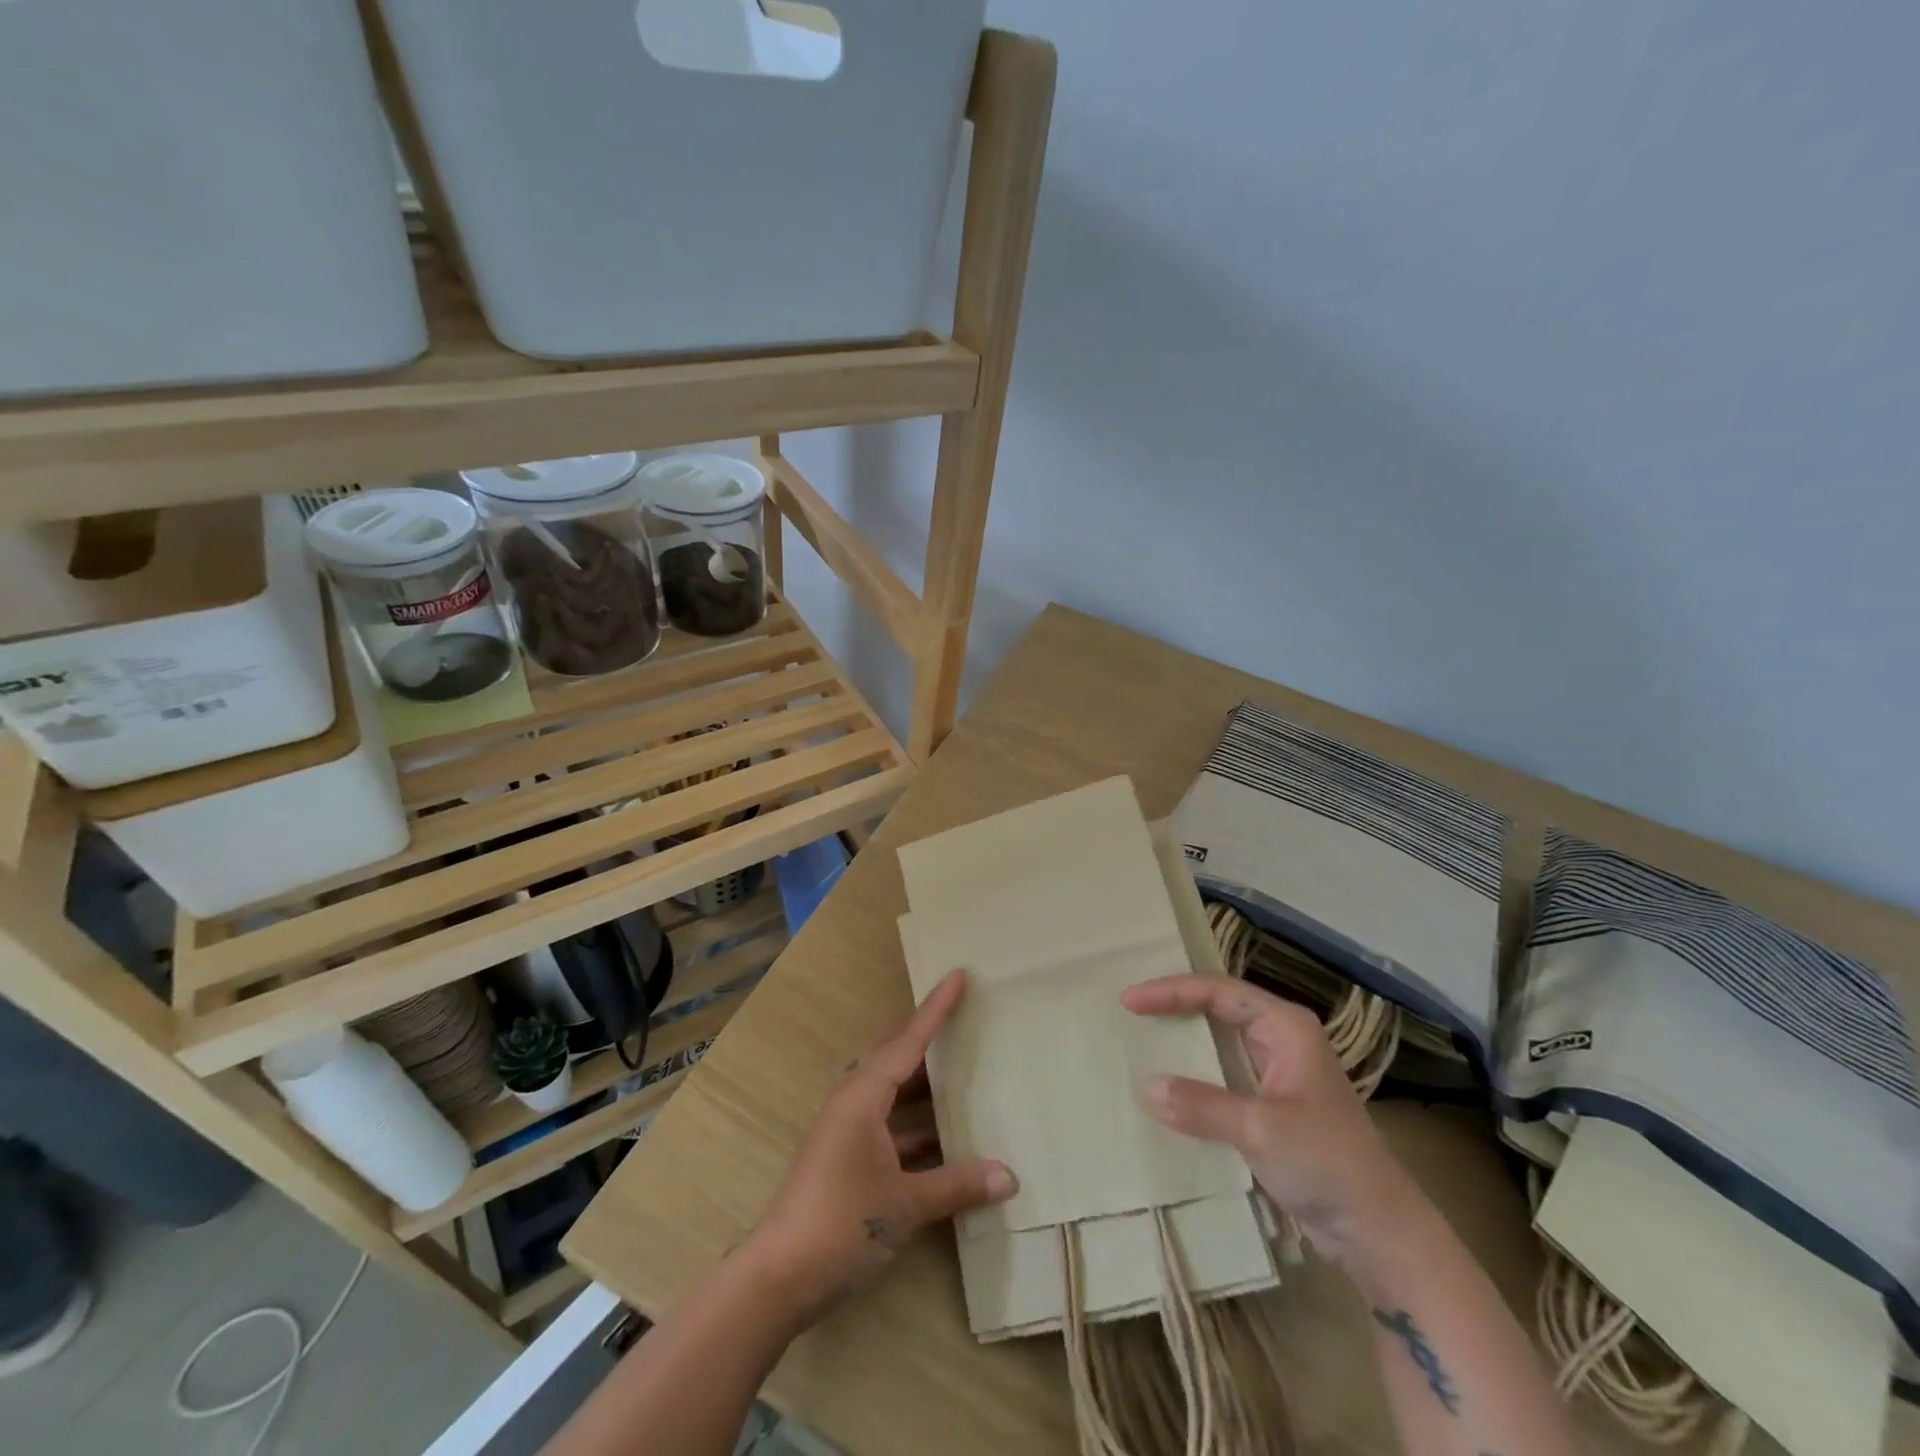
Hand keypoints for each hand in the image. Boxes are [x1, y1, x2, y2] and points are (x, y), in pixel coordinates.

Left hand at [742, 969, 1016, 1325]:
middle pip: (893, 1056)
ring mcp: (846, 1133)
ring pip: (891, 1092)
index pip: (908, 1041)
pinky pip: (889, 1126)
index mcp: (863, 1097)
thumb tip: (1009, 1177)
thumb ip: (957, 1186)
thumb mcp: (905, 1204)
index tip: (958, 976)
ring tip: (962, 1072)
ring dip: (922, 1085)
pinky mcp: (845, 1160)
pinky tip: (946, 1140)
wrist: (777, 1278)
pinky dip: (916, 1126)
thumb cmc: (841, 1224)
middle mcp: (853, 1104)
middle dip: (923, 1035)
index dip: (935, 1010)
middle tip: (960, 1017)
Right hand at [1122, 975, 1426, 1276]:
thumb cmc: (1326, 1163)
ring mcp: (1278, 1071)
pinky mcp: (1272, 1104)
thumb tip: (1145, 1085)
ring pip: (1220, 1041)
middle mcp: (1281, 1039)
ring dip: (1183, 1039)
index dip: (1171, 991)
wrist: (1378, 1232)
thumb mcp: (1259, 1129)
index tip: (1129, 1001)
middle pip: (1218, 1007)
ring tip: (1141, 1037)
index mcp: (1285, 1026)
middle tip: (1130, 1010)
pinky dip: (1194, 1074)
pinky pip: (1223, 1074)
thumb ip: (1200, 1104)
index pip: (1218, 991)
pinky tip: (1168, 1085)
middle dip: (1174, 1005)